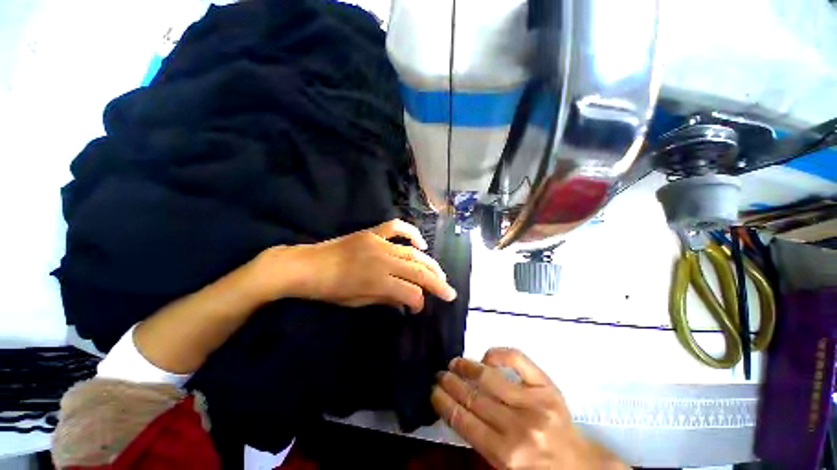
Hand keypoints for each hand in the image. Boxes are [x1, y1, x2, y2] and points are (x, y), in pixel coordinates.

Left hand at [252, 219, 455, 312]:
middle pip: (418, 272)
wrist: (307, 265)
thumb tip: (407, 301)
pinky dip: (411, 233)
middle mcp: (384, 260)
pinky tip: (421, 244)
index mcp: (378, 281)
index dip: (419, 303)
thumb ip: (387, 299)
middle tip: (449, 292)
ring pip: (413, 253)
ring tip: (441, 273)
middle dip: (437, 283)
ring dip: (430, 264)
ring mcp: (379, 243)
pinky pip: (396, 227)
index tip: (418, 309)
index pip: (411, 292)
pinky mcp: (373, 232)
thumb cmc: (330, 290)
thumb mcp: (358, 301)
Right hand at [432, 348, 626, 469]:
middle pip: (474, 398)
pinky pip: (517, 359)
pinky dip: (498, 353)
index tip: (432, 390)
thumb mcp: (505, 467)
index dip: (444, 402)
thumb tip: (456, 410)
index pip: (464, 422)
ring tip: (454, 362)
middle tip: (438, 373)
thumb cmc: (538, 468)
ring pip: (489, 377)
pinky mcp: (547, 386)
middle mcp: (519, 427)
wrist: (580, 465)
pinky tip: (486, 356)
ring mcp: (535, 402)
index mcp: (507, 455)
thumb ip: (480, 443)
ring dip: (466, 367)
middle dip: (450, 383)